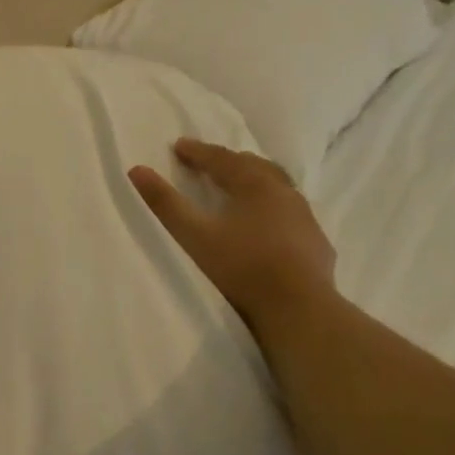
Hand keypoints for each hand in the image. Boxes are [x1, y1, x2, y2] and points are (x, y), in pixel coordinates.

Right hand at [129, 138, 336, 328]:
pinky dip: (276, 211)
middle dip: (230, 162)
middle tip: (211, 163)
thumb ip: (166, 203)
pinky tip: (272, 226)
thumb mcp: (194, 236)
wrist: (297, 307)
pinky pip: (293, 216)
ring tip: (242, 189)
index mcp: (255, 185)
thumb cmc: (241, 267)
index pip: (222, 159)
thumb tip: (137, 170)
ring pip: (279, 189)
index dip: (198, 152)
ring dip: (257, 183)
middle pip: (255, 167)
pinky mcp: (316, 243)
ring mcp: (305, 218)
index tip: (179, 146)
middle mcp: (284, 193)